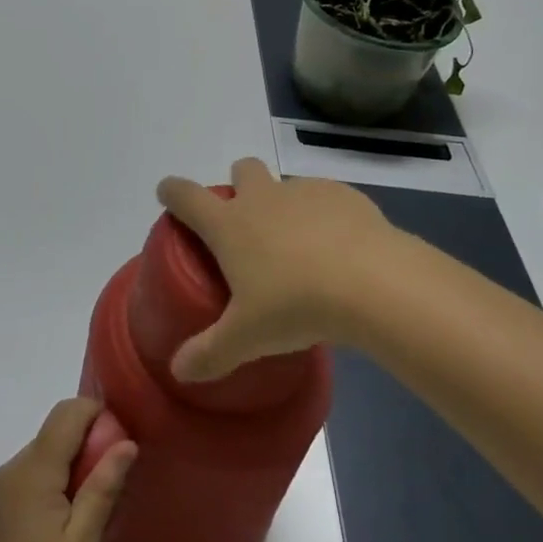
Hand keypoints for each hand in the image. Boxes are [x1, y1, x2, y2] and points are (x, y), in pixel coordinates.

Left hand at [0, 399, 136, 541]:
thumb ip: (103, 486)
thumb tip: (127, 443)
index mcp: (32, 470)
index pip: (67, 413)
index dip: (97, 414)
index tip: (123, 440)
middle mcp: (12, 467)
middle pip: (55, 431)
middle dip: (88, 440)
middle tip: (115, 478)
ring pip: (43, 452)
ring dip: (71, 462)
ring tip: (94, 504)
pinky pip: (30, 474)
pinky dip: (54, 479)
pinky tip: (67, 518)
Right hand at [156, 157, 413, 381]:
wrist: (374, 282)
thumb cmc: (296, 304)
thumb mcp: (247, 338)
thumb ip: (210, 353)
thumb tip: (179, 372)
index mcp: (229, 223)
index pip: (186, 196)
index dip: (172, 191)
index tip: (168, 195)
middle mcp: (263, 197)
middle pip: (242, 169)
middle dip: (239, 185)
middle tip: (248, 225)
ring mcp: (305, 192)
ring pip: (286, 185)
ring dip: (285, 205)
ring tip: (301, 248)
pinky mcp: (345, 196)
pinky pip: (327, 198)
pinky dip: (326, 216)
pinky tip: (341, 249)